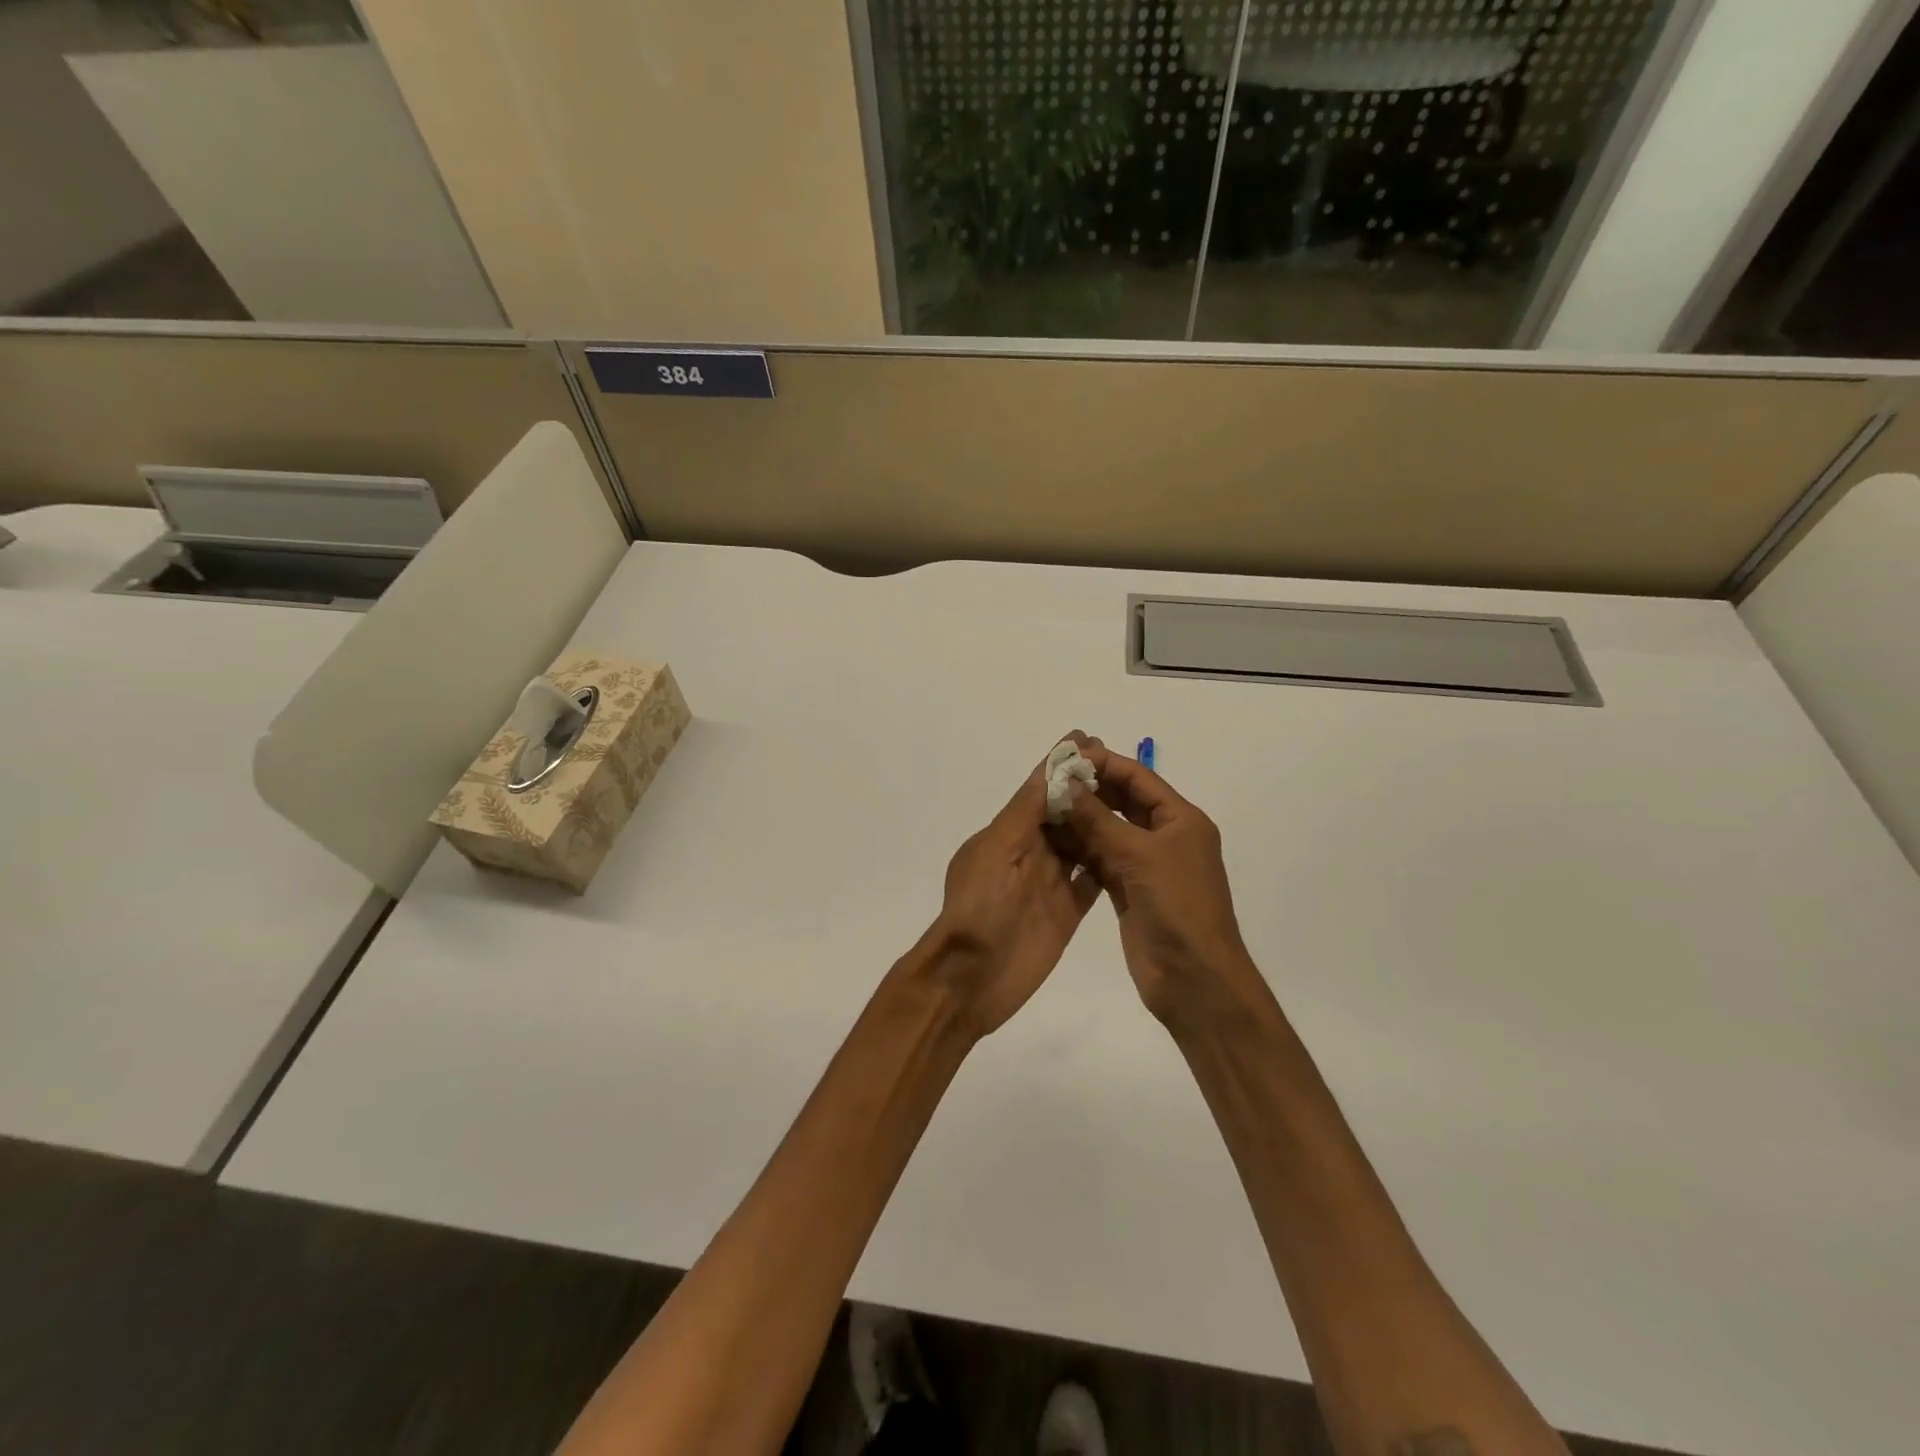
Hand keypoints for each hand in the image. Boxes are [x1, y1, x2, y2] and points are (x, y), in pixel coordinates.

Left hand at [918, 732, 1104, 1038]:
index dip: (1061, 765)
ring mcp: (1048, 883)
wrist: (972, 978)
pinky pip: (1091, 880)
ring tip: (1133, 796)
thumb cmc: (979, 907)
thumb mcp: (997, 850)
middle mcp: (1028, 853)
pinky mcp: (1066, 911)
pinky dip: (1107, 862)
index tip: (1088, 739)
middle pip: (1062, 813)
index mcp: (1006, 833)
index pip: (1037, 790)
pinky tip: (1132, 845)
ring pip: (1079, 843)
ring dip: (1099, 820)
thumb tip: (1049, 769)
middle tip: (1120, 764)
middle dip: (1086, 788)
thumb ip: (1024, 812)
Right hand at [1062, 746, 1264, 1029]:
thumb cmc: (1177, 906)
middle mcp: (1165, 837)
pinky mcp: (1128, 891)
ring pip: (1108, 831)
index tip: (1067, 756)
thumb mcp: (1139, 854)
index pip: (1139, 778)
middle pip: (1123, 802)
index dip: (1104, 764)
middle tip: (1049, 779)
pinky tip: (1051, 838)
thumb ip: (1099, 818)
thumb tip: (1067, 782)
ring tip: (1043, 804)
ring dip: (1080, 819)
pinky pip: (1100, 860)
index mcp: (1181, 820)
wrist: (1193, 978)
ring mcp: (1146, 866)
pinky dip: (1079, 849)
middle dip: (1089, 789)